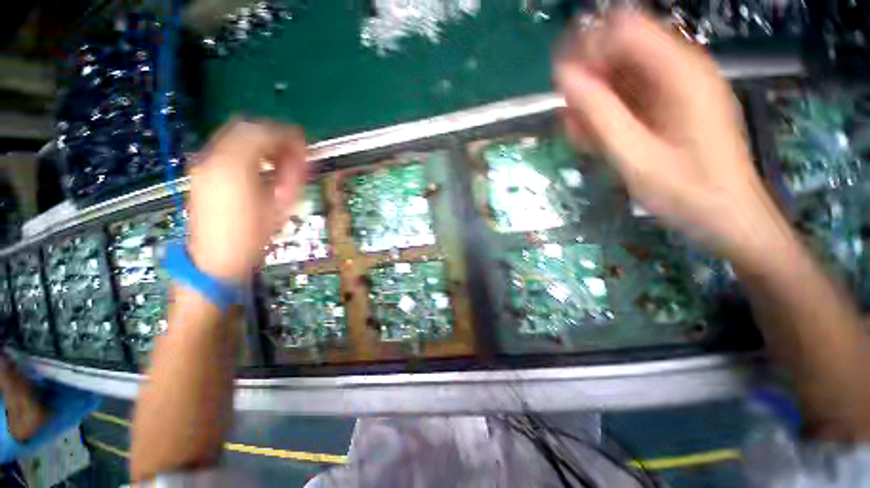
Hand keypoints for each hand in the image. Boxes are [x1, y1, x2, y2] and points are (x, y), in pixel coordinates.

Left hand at [187, 121, 307, 282]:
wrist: (216, 259)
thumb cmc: (254, 234)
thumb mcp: (280, 204)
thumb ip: (290, 174)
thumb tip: (298, 155)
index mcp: (235, 165)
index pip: (264, 132)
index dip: (287, 136)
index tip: (304, 146)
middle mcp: (213, 156)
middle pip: (246, 127)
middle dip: (273, 135)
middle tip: (291, 152)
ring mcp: (203, 163)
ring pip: (234, 135)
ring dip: (260, 142)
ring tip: (277, 161)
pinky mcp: (201, 172)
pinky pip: (226, 148)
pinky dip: (247, 150)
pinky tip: (259, 167)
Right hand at [555, 12, 793, 265]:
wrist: (725, 215)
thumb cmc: (687, 190)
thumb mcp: (635, 155)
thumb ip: (599, 114)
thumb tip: (565, 79)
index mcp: (680, 72)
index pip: (624, 29)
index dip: (588, 49)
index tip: (562, 82)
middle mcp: (679, 70)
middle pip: (620, 51)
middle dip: (588, 79)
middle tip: (569, 115)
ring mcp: (674, 89)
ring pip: (620, 77)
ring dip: (593, 102)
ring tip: (578, 134)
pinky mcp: (668, 107)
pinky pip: (628, 99)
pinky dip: (606, 115)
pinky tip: (592, 138)